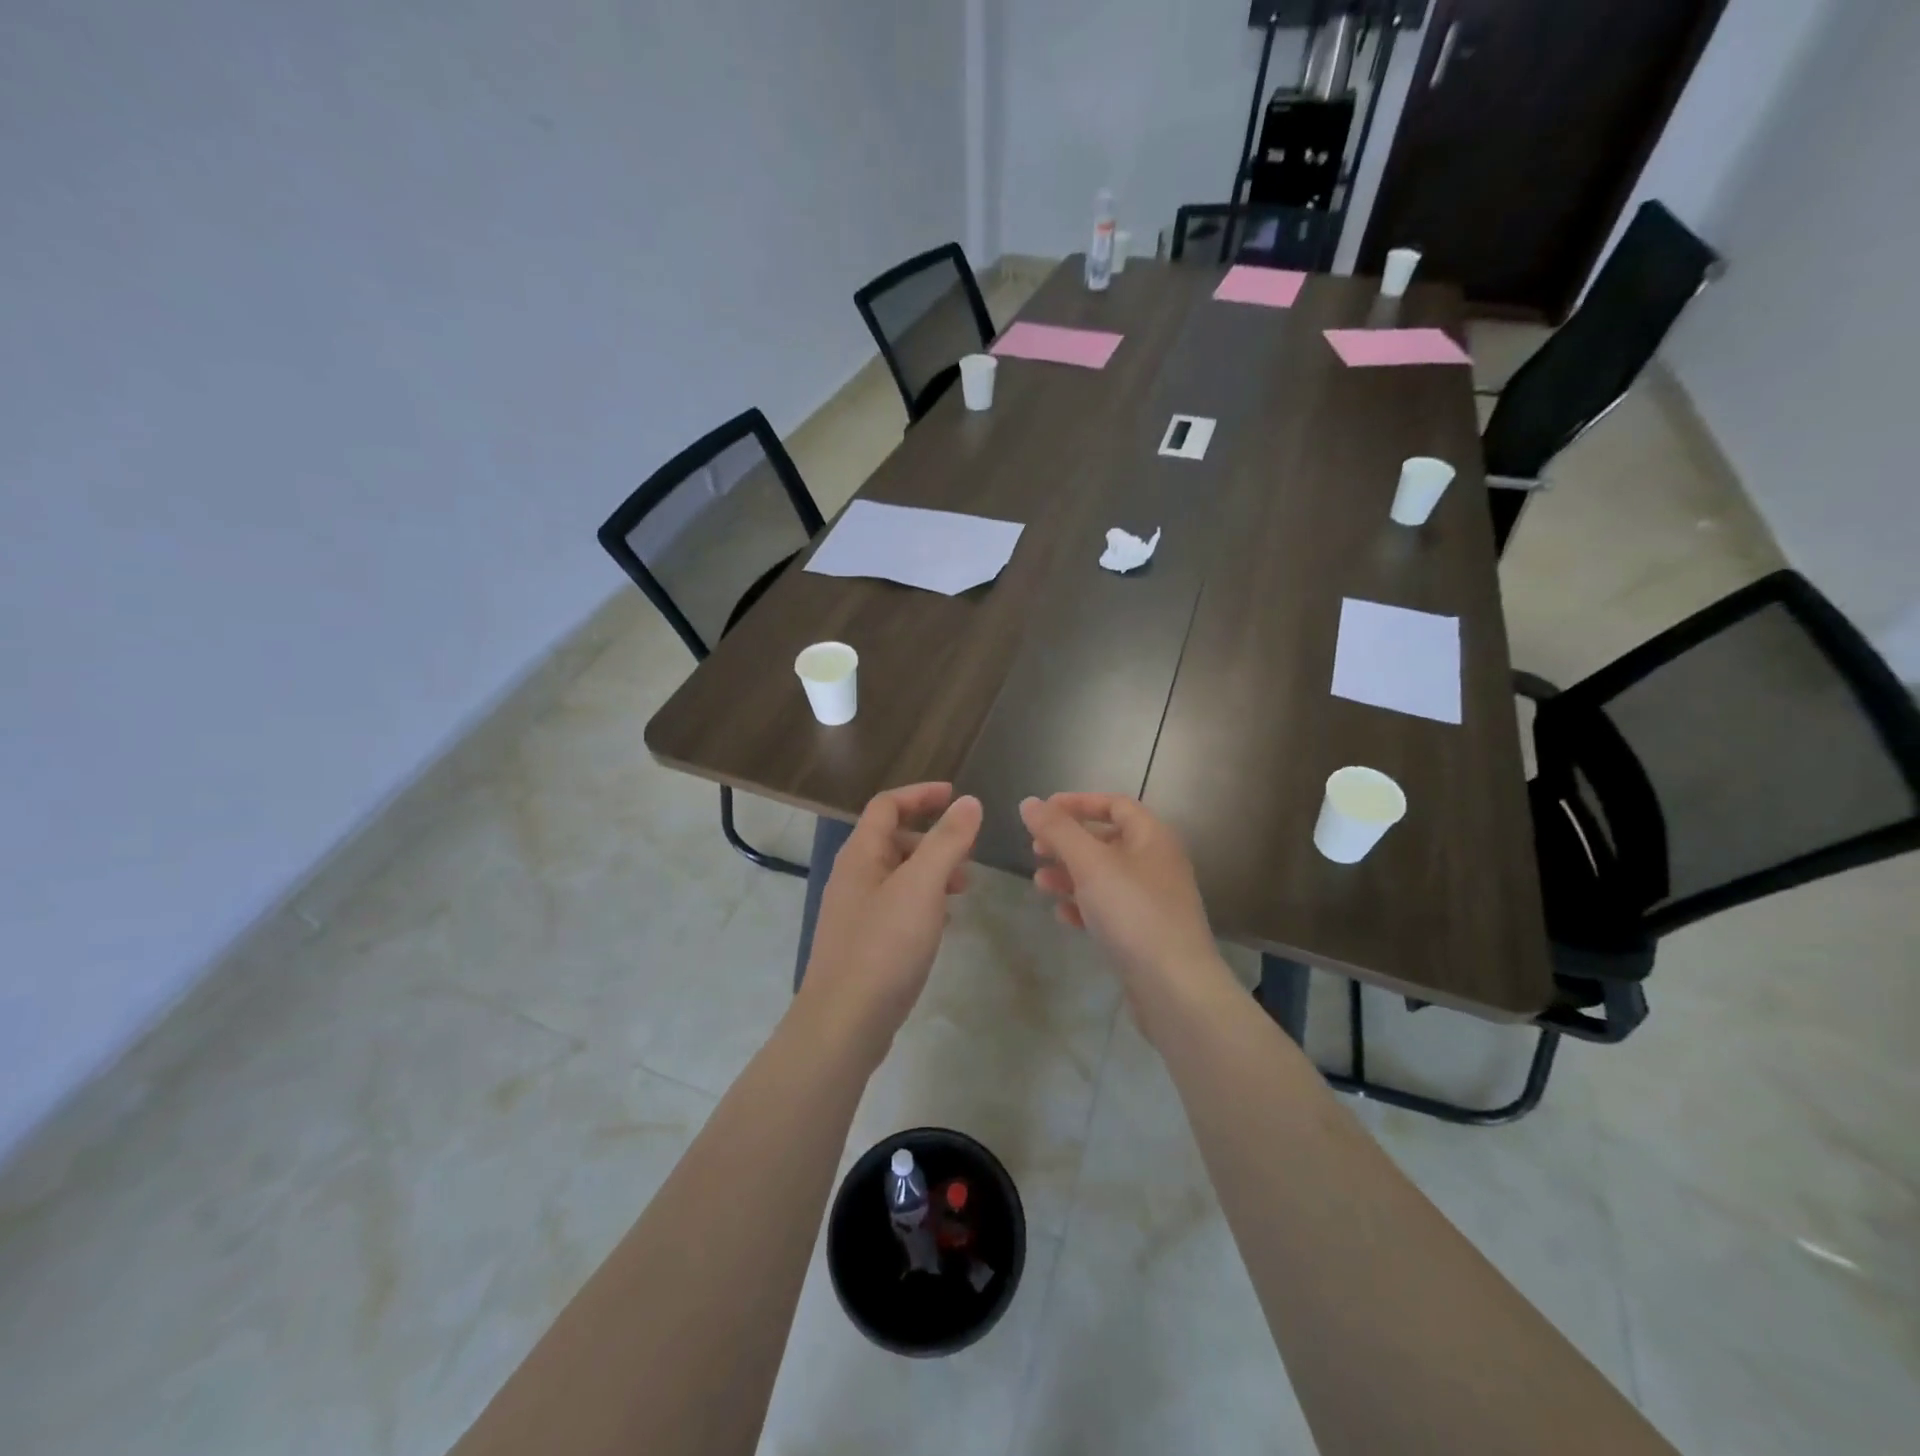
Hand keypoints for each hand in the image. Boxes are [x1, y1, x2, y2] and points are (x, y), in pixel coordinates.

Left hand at [797, 783, 981, 1054]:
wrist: (843, 1023)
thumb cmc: (884, 946)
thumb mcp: (922, 887)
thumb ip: (947, 841)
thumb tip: (969, 802)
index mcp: (860, 854)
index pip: (887, 805)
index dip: (921, 795)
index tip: (957, 797)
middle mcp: (852, 876)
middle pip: (892, 838)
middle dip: (932, 838)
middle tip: (968, 853)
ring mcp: (855, 912)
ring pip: (897, 874)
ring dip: (931, 871)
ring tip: (964, 888)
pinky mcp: (862, 943)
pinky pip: (896, 905)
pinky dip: (922, 901)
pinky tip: (942, 921)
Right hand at [1020, 793, 1238, 1027]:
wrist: (1175, 987)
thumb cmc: (1133, 912)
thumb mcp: (1090, 864)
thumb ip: (1058, 830)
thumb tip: (1029, 802)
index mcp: (1152, 837)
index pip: (1114, 805)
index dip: (1077, 803)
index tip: (1043, 812)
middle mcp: (1157, 863)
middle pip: (1107, 840)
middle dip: (1068, 843)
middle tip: (1035, 850)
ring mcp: (1153, 900)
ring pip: (1105, 876)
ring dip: (1070, 876)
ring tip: (1040, 884)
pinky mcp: (1145, 932)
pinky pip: (1110, 908)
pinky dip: (1084, 906)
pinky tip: (1062, 916)